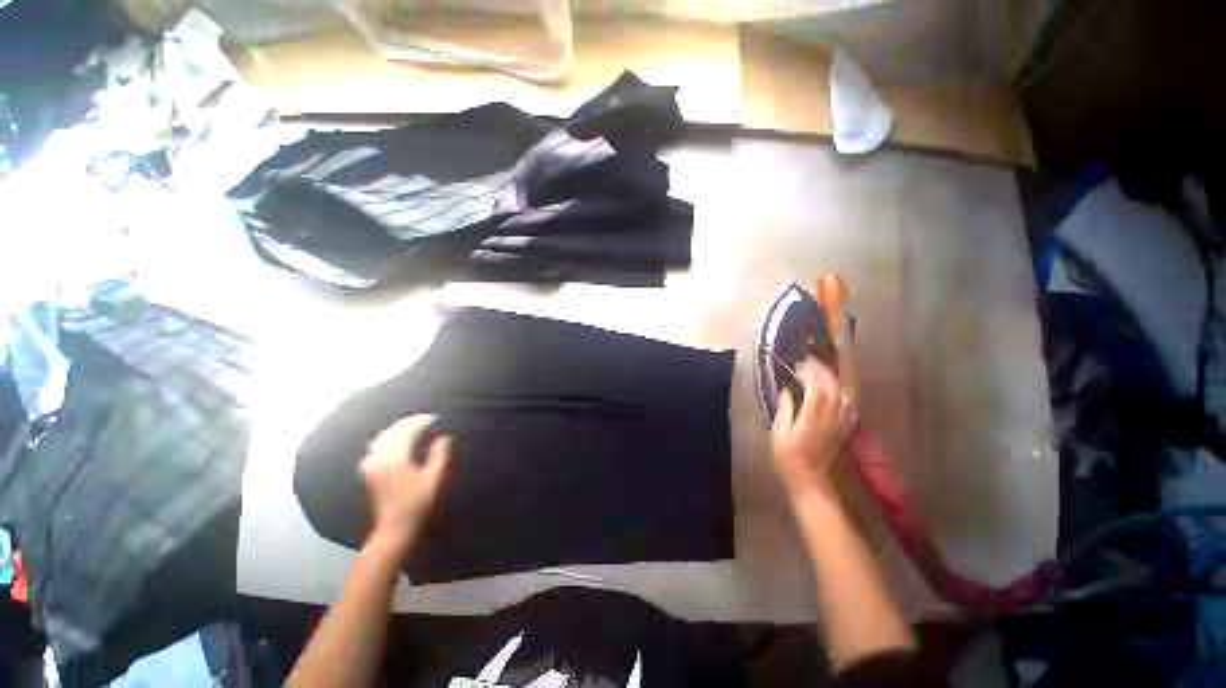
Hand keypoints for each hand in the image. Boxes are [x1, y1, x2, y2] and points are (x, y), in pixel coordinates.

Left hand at [360, 415, 452, 550]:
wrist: (394, 527)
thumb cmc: (417, 503)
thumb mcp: (434, 479)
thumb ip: (439, 455)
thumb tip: (445, 437)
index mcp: (396, 459)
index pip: (407, 431)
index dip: (421, 422)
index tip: (436, 418)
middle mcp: (380, 459)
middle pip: (392, 432)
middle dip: (409, 422)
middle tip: (426, 419)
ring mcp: (371, 465)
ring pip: (381, 438)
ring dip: (396, 429)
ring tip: (411, 426)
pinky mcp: (369, 472)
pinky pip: (374, 447)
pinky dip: (385, 439)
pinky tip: (392, 441)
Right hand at [771, 359, 855, 507]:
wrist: (809, 481)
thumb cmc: (788, 458)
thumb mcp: (778, 434)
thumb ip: (784, 410)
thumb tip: (787, 392)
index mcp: (811, 419)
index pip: (816, 389)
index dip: (810, 374)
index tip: (801, 364)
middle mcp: (829, 419)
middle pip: (833, 389)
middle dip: (823, 372)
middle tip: (811, 363)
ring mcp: (839, 425)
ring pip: (844, 397)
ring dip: (835, 382)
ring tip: (824, 373)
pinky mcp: (844, 431)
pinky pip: (849, 409)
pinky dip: (843, 396)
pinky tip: (837, 392)